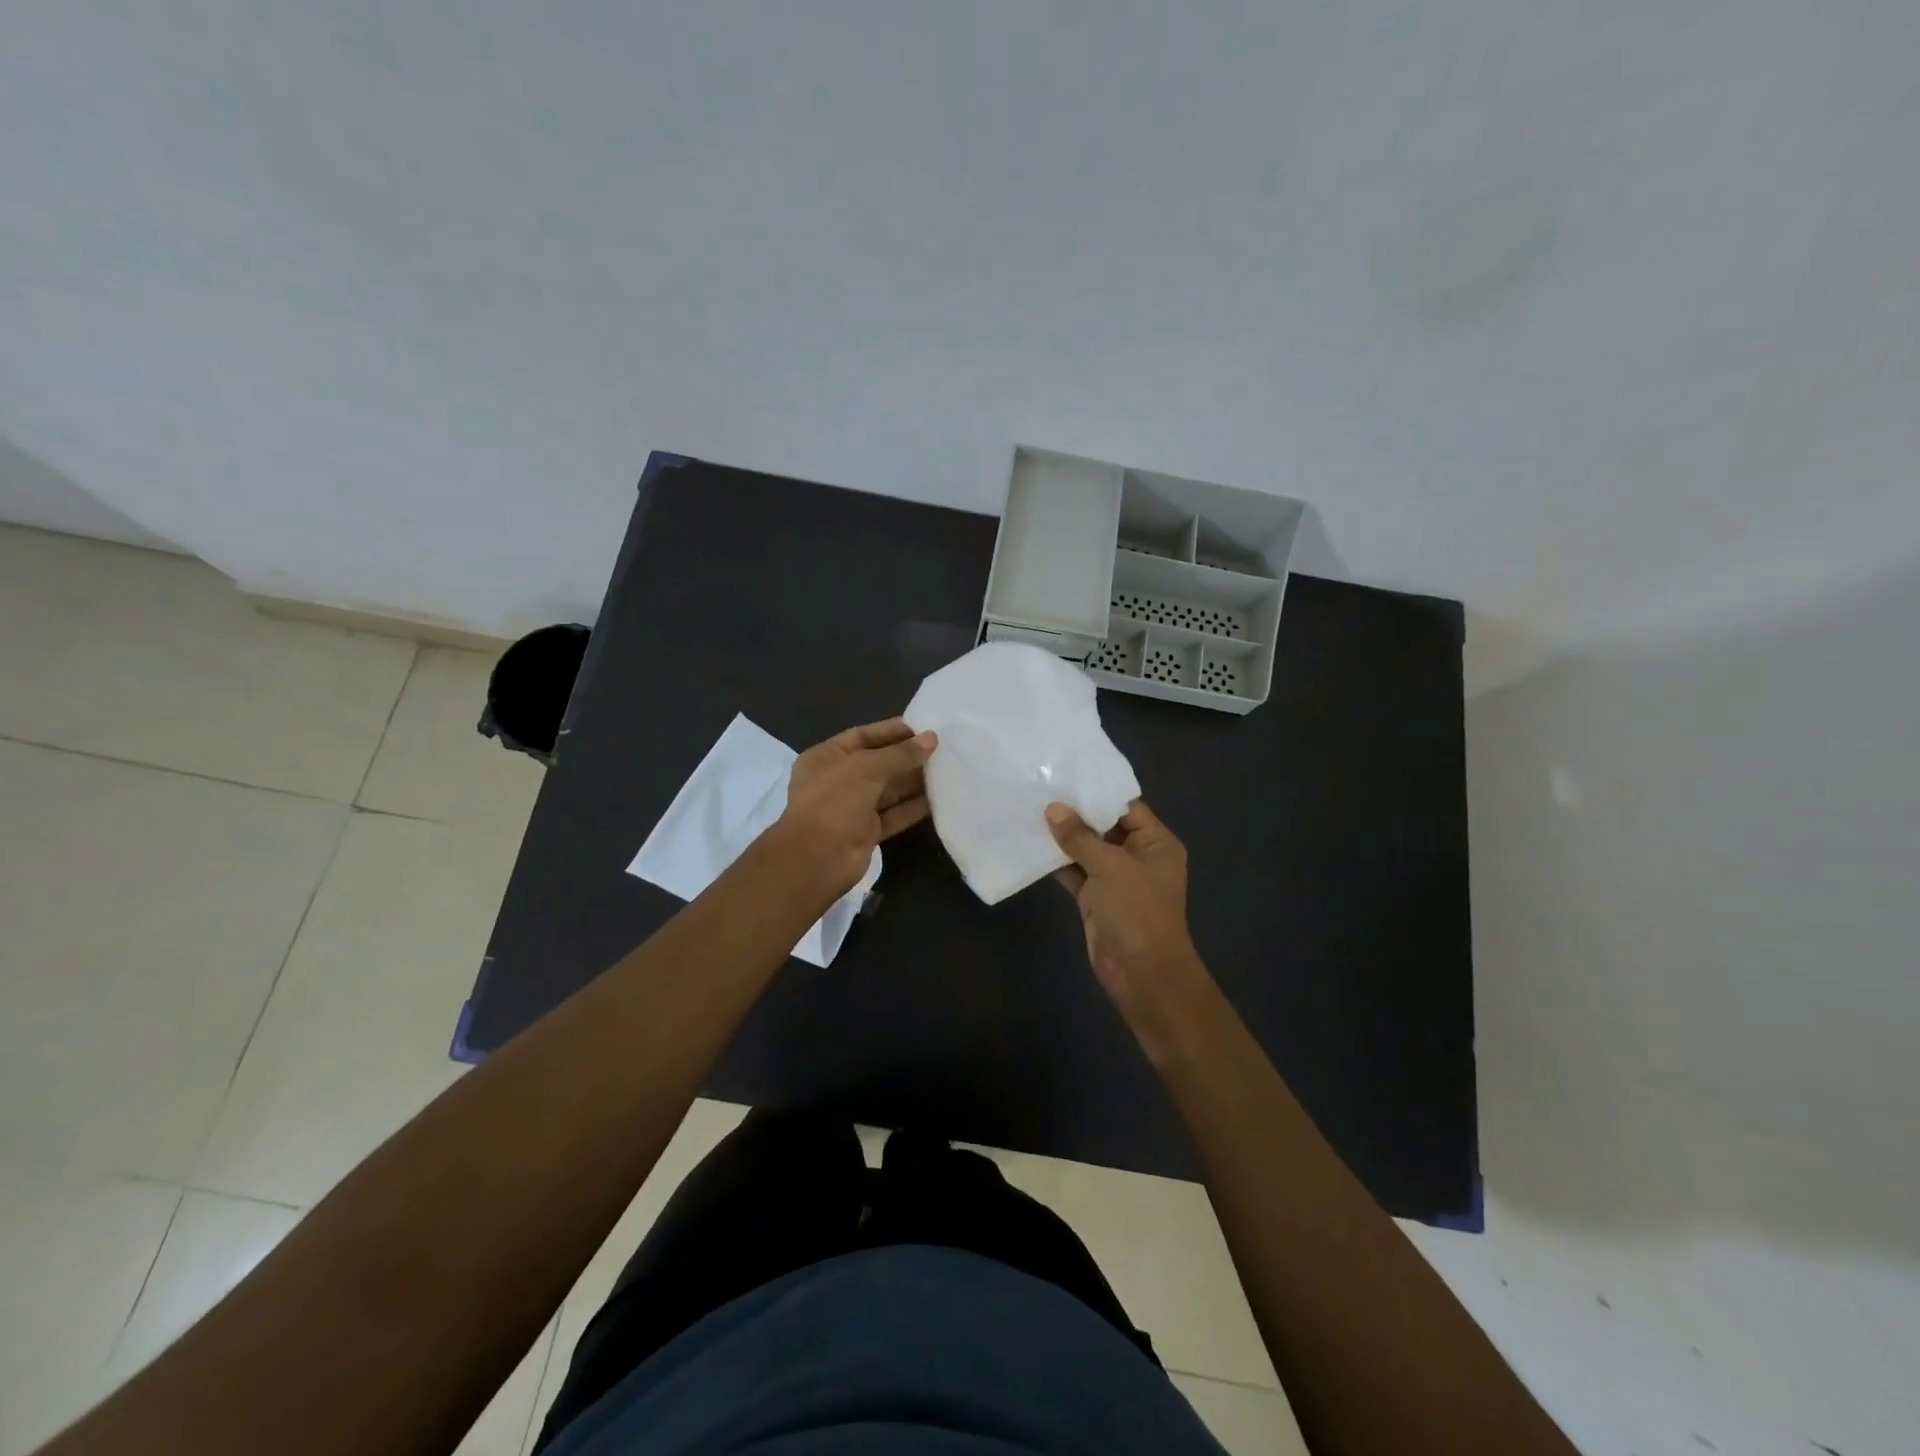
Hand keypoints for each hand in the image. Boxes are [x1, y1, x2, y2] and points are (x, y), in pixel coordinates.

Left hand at [778, 718, 937, 900]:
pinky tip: (937, 799)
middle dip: (906, 757)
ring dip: (913, 781)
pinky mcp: (866, 832)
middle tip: (941, 749)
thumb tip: (932, 738)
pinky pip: (893, 815)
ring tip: (945, 770)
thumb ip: (901, 754)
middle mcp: (837, 780)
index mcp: (826, 757)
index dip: (891, 731)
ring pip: (888, 790)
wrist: (817, 858)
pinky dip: (913, 807)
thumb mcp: (867, 767)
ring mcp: (852, 808)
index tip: (922, 728)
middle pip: (877, 763)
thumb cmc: (835, 800)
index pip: (862, 736)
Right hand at [1046, 799, 1206, 1057]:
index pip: (1126, 806)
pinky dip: (1057, 861)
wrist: (1142, 974)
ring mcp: (1115, 878)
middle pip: (1104, 826)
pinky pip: (1075, 871)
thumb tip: (1053, 809)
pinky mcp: (1096, 897)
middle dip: (1075, 812)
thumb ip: (1080, 836)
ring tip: (1030, 809)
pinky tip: (1031, 844)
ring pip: (1086, 849)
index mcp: (1155, 843)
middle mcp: (1137, 856)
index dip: (1097, 792)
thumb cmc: (1137, 912)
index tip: (1065, 774)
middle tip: (1041, 787)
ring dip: (1062, 837)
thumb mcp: (1110, 867)